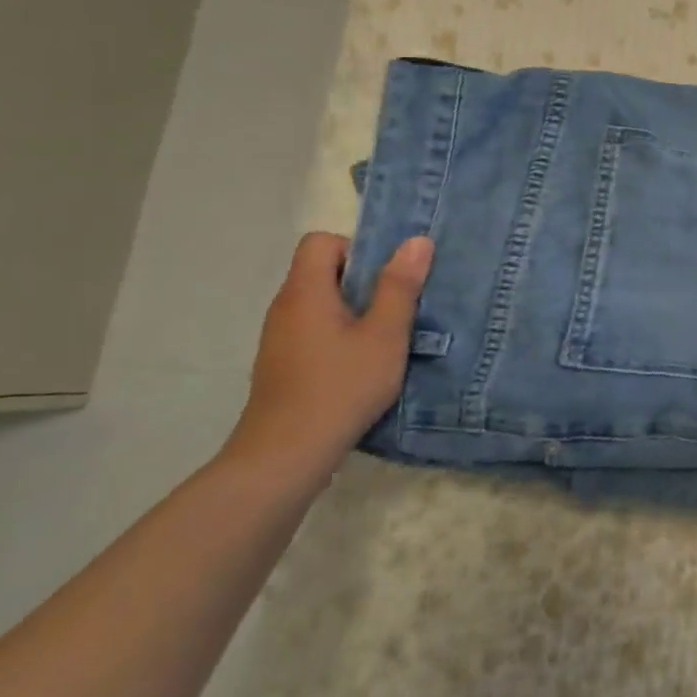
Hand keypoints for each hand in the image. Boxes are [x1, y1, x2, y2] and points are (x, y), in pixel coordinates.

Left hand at [223, 231, 434, 480]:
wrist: (286, 455)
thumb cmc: (341, 387)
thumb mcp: (384, 335)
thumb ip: (400, 287)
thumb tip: (417, 240)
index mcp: (305, 292)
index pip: (321, 242)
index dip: (357, 248)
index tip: (387, 276)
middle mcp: (285, 308)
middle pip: (322, 272)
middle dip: (364, 281)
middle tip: (399, 305)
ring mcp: (279, 339)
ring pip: (321, 304)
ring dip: (355, 311)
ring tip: (387, 336)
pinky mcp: (282, 365)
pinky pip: (314, 331)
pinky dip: (341, 335)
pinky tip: (364, 364)